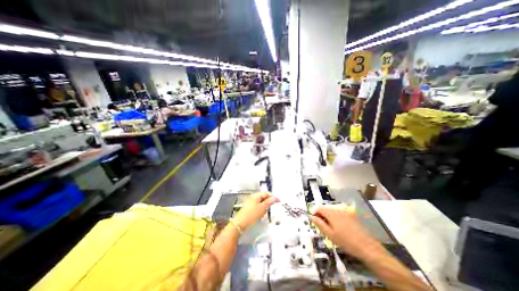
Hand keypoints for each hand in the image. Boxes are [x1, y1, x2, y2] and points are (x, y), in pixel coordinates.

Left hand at [234, 192, 279, 230]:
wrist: (240, 224)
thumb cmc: (251, 215)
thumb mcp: (262, 208)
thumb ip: (269, 202)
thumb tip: (275, 198)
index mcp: (255, 195)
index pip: (266, 193)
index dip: (273, 196)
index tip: (278, 200)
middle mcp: (252, 198)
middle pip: (263, 197)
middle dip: (269, 201)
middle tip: (274, 205)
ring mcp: (250, 203)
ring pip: (261, 202)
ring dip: (265, 205)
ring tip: (268, 210)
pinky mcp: (249, 209)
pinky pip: (258, 206)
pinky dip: (262, 209)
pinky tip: (262, 214)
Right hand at [309, 206, 379, 259]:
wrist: (367, 247)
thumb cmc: (346, 241)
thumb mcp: (330, 234)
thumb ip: (319, 224)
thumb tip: (312, 217)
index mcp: (331, 213)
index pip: (319, 208)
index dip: (314, 212)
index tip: (313, 220)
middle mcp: (337, 209)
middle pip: (325, 208)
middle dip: (321, 215)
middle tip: (321, 226)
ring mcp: (345, 211)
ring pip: (332, 210)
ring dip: (328, 216)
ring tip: (329, 227)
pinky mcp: (351, 215)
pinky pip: (339, 213)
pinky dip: (335, 217)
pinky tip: (338, 227)